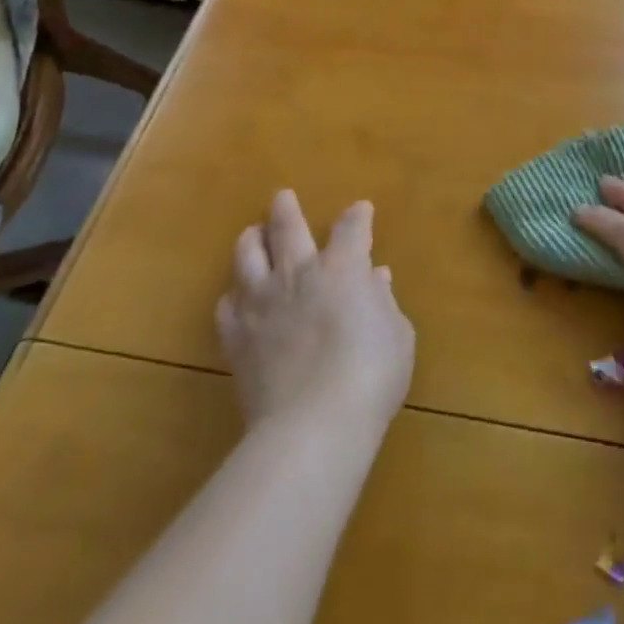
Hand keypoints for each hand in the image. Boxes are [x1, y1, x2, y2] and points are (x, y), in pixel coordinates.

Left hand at [216, 190, 415, 434]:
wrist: (313, 425)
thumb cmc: (371, 375)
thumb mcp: (397, 335)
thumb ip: (383, 303)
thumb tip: (375, 281)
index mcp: (343, 267)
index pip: (351, 227)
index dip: (358, 216)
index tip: (361, 211)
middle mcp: (298, 273)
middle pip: (287, 227)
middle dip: (286, 209)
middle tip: (282, 197)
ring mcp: (262, 303)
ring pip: (247, 255)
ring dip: (251, 240)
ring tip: (251, 235)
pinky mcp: (237, 338)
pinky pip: (226, 306)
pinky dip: (233, 296)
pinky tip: (236, 298)